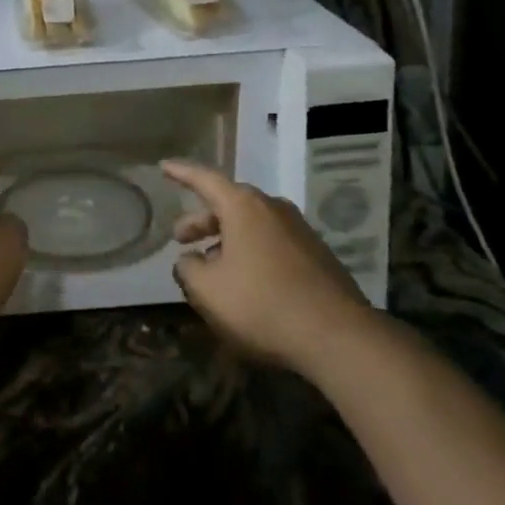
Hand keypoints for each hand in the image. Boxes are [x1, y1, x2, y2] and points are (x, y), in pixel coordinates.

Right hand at [165, 160, 379, 379]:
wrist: (340, 338)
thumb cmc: (263, 305)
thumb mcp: (208, 291)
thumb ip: (188, 269)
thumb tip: (188, 260)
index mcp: (243, 206)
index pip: (204, 179)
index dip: (181, 173)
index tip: (164, 166)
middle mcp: (272, 208)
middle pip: (229, 203)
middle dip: (202, 219)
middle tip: (182, 237)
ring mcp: (299, 230)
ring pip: (252, 225)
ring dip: (228, 238)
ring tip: (212, 264)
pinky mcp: (318, 256)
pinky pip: (273, 242)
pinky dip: (252, 252)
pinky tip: (247, 280)